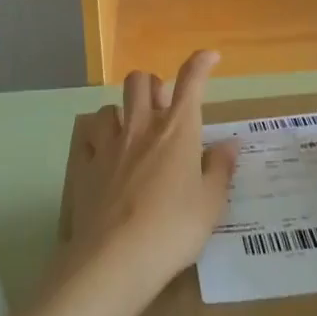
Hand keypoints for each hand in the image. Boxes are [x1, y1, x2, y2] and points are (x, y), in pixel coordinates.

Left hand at [62, 51, 239, 299]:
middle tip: (163, 107)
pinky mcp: (86, 166)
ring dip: (122, 112)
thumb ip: (220, 169)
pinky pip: (87, 139)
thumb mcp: (210, 204)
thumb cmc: (173, 229)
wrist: (115, 259)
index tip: (210, 56)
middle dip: (152, 85)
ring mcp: (109, 144)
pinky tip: (102, 155)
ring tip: (130, 131)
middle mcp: (142, 127)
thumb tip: (230, 144)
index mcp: (177, 131)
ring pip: (110, 106)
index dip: (201, 63)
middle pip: (141, 81)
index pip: (191, 82)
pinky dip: (96, 141)